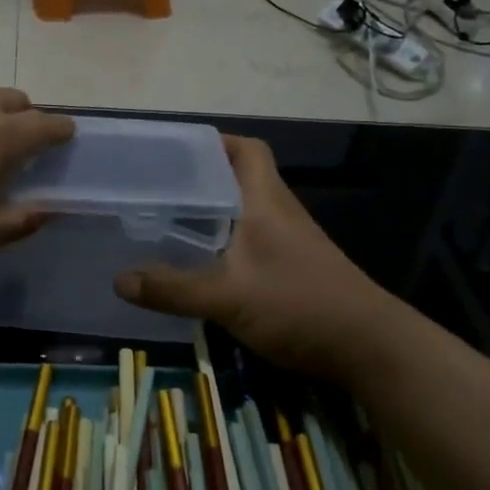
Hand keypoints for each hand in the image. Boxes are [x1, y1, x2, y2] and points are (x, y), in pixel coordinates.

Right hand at [115, 135, 391, 376]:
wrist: (371, 348)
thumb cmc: (300, 304)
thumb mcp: (228, 298)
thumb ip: (173, 289)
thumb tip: (118, 280)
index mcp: (266, 200)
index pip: (247, 149)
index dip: (214, 142)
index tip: (174, 151)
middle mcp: (279, 211)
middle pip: (241, 176)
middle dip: (202, 176)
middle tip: (158, 186)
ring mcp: (289, 240)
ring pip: (246, 209)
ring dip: (213, 209)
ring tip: (168, 218)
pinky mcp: (293, 266)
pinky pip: (251, 238)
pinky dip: (225, 239)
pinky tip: (201, 260)